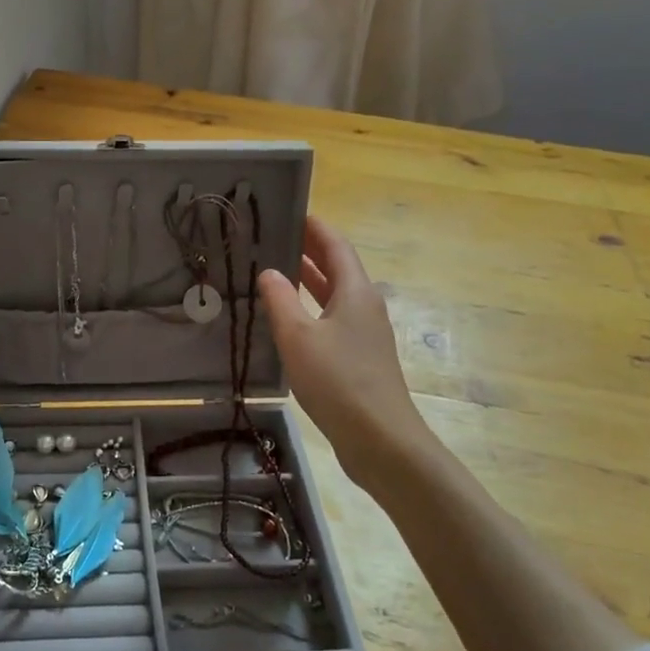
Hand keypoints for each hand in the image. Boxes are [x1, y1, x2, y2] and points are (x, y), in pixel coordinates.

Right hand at [257, 215, 436, 486]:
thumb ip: (280, 300)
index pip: (336, 245)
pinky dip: (311, 309)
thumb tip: (269, 271)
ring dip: (309, 281)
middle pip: (338, 268)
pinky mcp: (360, 359)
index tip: (290, 211)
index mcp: (356, 292)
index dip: (314, 227)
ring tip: (276, 270)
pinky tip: (289, 320)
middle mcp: (365, 306)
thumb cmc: (338, 381)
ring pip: (334, 296)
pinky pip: (332, 320)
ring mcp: (365, 334)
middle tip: (274, 237)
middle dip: (309, 250)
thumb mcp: (298, 337)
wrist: (380, 440)